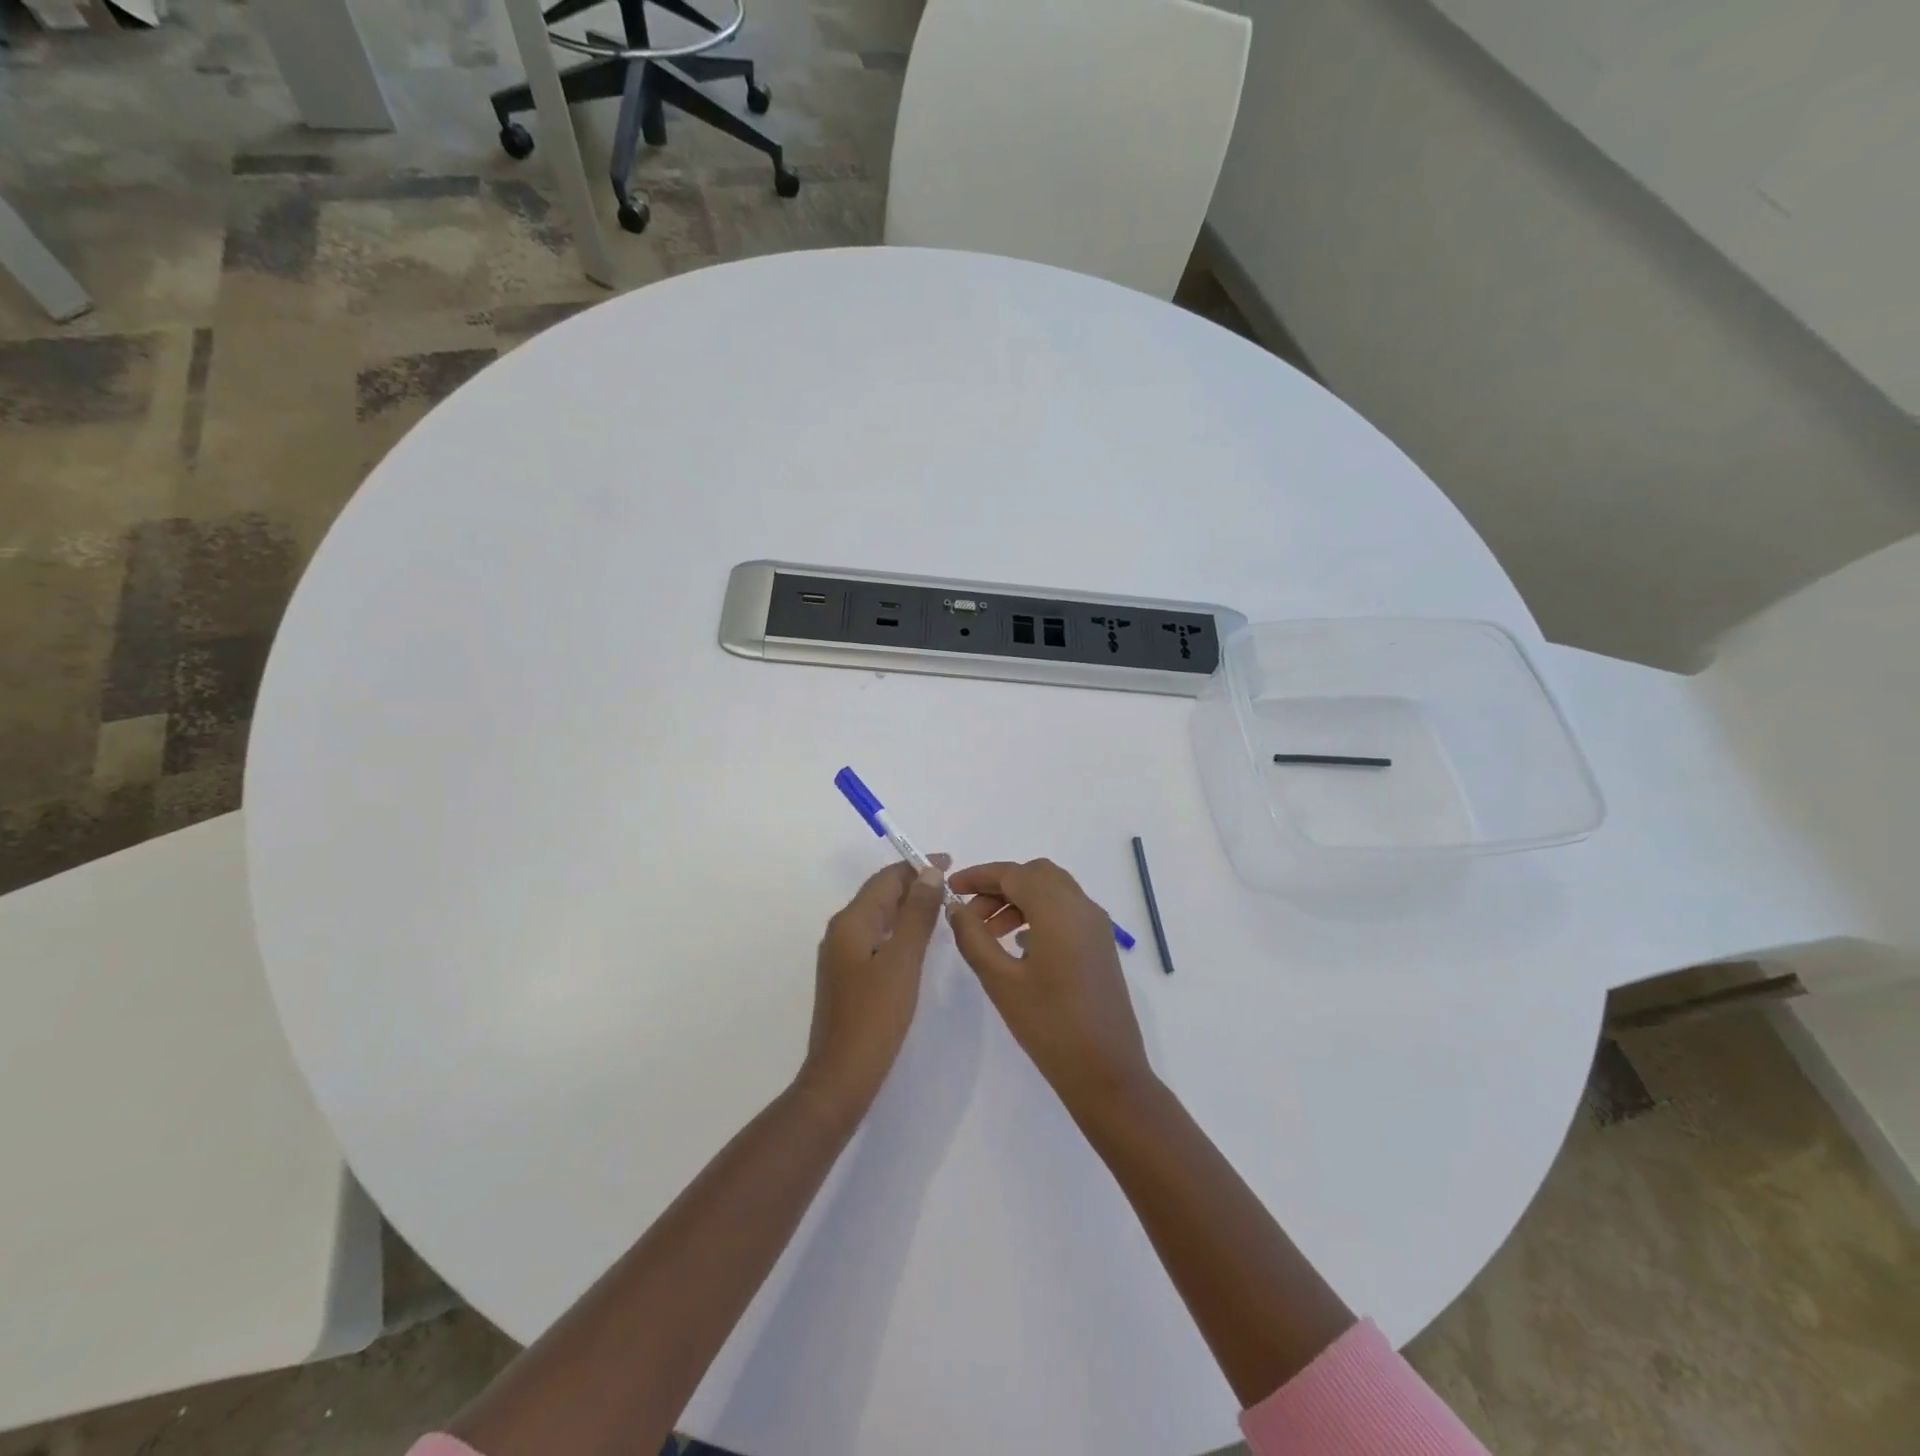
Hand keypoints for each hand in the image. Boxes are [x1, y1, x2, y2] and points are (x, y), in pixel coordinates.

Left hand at [799, 857, 949, 1117]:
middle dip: (913, 884)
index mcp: (851, 922)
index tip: (950, 862)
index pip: (886, 880)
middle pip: (880, 894)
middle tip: (951, 882)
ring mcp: (842, 956)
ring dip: (908, 906)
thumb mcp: (902, 961)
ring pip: (879, 916)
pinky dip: (899, 929)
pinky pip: (877, 937)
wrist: (841, 1077)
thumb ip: (917, 915)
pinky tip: (918, 940)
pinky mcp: (848, 977)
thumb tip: (929, 873)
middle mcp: (841, 932)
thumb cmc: (875, 1016)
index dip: (916, 867)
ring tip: (941, 904)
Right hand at [946, 859, 1152, 1111]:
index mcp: (1058, 909)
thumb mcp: (1000, 980)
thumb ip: (973, 937)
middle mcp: (1082, 907)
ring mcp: (1096, 926)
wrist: (1106, 1072)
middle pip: (1035, 875)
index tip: (950, 888)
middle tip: (970, 913)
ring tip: (989, 933)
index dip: (978, 875)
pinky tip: (1019, 946)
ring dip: (1019, 900)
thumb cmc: (1049, 1025)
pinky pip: (1066, 911)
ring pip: (1052, 891)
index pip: (1012, 873)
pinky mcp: (1101, 945)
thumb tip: (956, 908)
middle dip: (999, 886)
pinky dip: (1039, 914)